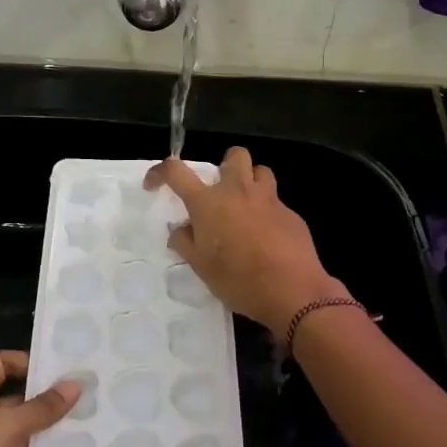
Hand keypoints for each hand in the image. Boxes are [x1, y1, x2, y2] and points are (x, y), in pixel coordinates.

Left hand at [0, 351, 79, 446]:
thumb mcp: (7, 426)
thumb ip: (42, 406)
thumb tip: (76, 384)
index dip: (28, 362)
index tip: (62, 368)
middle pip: (11, 398)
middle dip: (44, 399)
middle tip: (83, 396)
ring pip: (18, 432)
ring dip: (45, 430)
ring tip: (85, 423)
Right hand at [145, 147, 345, 331]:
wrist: (292, 291)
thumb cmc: (238, 280)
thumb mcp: (201, 267)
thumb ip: (185, 242)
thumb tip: (180, 229)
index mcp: (208, 203)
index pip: (176, 172)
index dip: (160, 172)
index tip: (154, 185)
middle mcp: (238, 191)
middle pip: (234, 155)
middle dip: (225, 165)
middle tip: (220, 191)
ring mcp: (269, 199)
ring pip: (261, 171)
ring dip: (251, 182)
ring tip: (246, 206)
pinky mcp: (291, 214)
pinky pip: (276, 202)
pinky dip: (268, 212)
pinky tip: (268, 237)